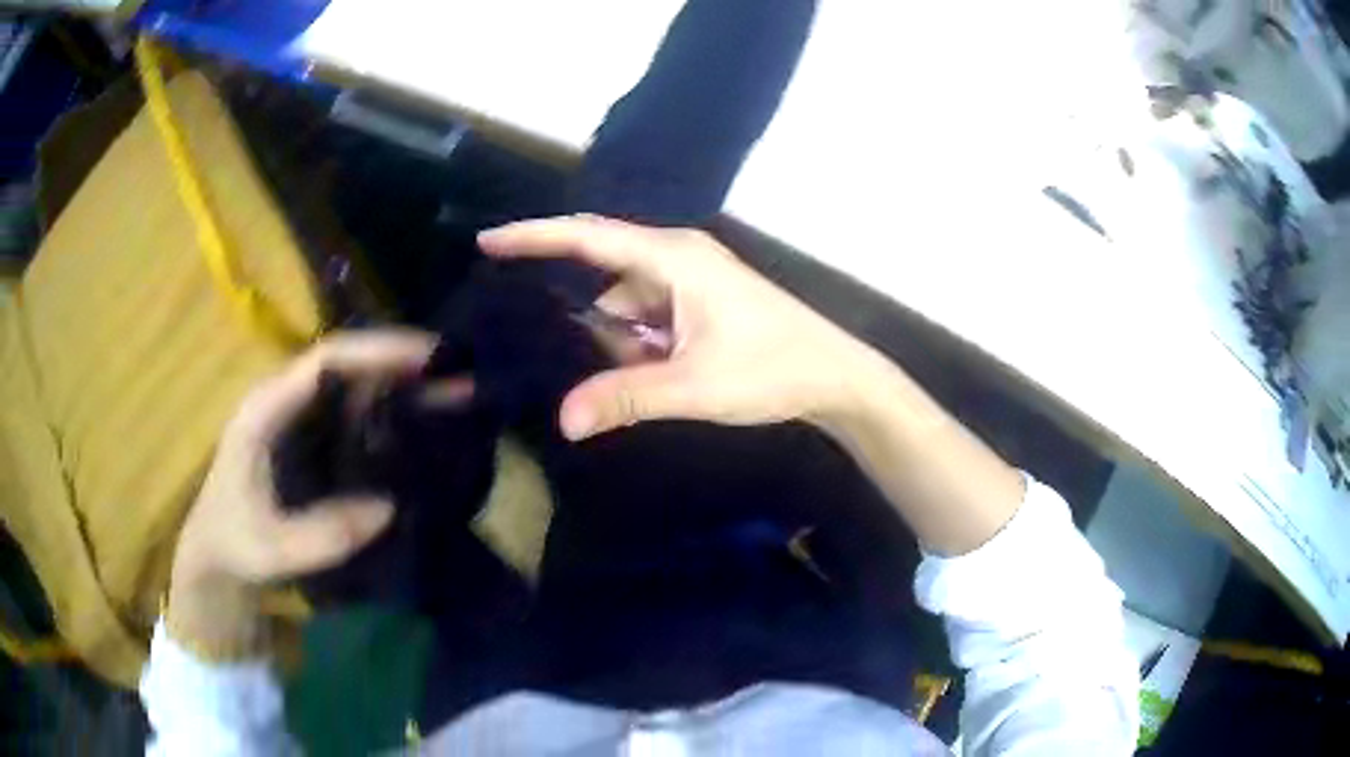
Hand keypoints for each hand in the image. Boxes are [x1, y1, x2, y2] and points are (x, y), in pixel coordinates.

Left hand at [167, 330, 436, 653]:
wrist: (217, 555)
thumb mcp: (273, 548)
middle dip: (402, 364)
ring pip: (355, 386)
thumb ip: (323, 534)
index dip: (376, 352)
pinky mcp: (310, 438)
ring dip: (402, 386)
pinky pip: (355, 413)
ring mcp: (298, 418)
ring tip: (455, 392)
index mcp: (266, 410)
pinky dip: (391, 412)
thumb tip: (388, 507)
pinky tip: (423, 423)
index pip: (324, 361)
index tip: (428, 357)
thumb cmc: (236, 544)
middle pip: (348, 365)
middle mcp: (285, 401)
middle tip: (459, 373)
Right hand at [479, 215, 887, 439]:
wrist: (834, 376)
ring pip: (624, 301)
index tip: (487, 240)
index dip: (535, 236)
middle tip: (527, 334)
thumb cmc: (772, 368)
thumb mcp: (694, 385)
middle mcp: (676, 257)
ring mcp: (688, 280)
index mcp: (673, 257)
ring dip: (613, 338)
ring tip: (606, 373)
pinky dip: (633, 342)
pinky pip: (646, 316)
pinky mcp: (696, 303)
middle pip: (602, 269)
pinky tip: (637, 374)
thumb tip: (563, 419)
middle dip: (571, 302)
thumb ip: (627, 397)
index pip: (589, 237)